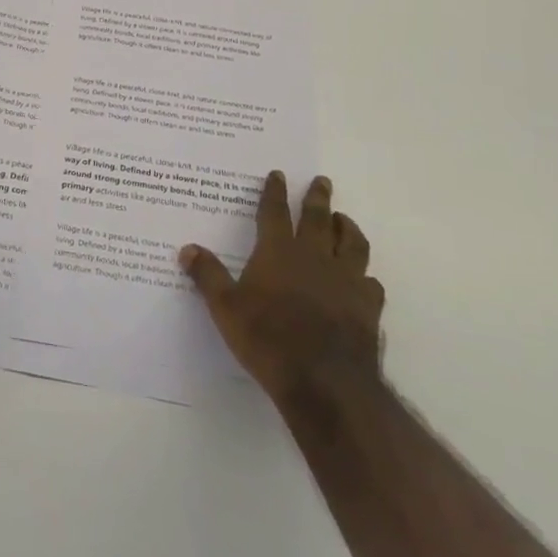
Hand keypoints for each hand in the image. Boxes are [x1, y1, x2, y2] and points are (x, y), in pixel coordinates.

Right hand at [180, 173, 384, 404]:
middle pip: (318, 218)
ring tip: (344, 220)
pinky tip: (363, 279)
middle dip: (318, 197)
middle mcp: (314, 257)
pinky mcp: (367, 307)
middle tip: (322, 181)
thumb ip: (208, 276)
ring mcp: (345, 281)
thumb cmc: (268, 339)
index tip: (278, 174)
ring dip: (348, 228)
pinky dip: (365, 276)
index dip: (275, 192)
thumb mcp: (225, 308)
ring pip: (352, 244)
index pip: (274, 212)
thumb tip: (187, 249)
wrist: (325, 382)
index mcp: (278, 252)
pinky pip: (370, 283)